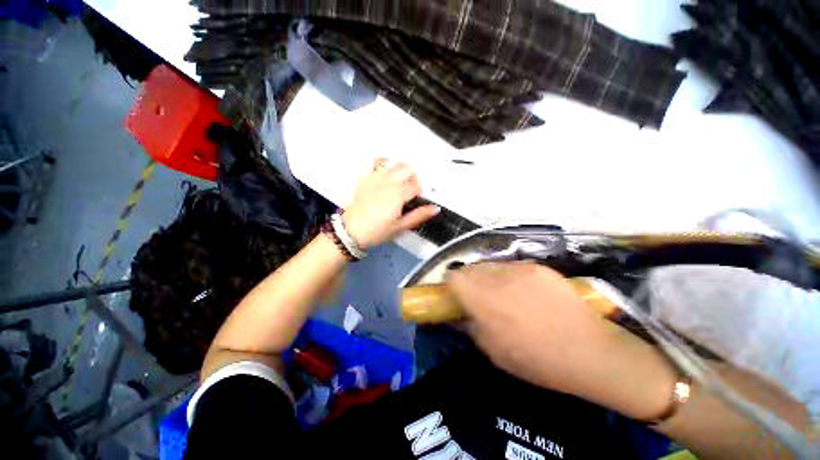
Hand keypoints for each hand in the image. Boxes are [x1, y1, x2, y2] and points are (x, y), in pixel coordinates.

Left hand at [342, 160, 439, 249]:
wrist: (351, 230)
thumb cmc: (377, 231)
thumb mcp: (400, 226)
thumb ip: (419, 215)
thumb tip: (435, 208)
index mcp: (398, 194)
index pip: (416, 185)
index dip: (420, 190)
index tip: (417, 198)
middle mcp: (388, 182)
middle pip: (408, 169)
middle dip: (413, 177)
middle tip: (411, 189)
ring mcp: (375, 178)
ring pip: (394, 163)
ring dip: (401, 168)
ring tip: (401, 179)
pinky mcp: (365, 178)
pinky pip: (376, 163)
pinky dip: (384, 163)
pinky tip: (386, 171)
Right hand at [447, 262, 677, 420]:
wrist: (591, 352)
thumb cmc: (538, 361)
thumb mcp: (494, 352)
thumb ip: (469, 327)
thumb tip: (455, 314)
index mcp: (485, 302)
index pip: (454, 277)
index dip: (450, 284)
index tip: (455, 295)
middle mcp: (499, 279)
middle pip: (470, 267)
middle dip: (468, 280)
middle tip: (477, 295)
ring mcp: (520, 270)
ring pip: (490, 265)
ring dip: (487, 277)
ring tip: (501, 293)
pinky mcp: (538, 267)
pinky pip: (511, 266)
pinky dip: (508, 276)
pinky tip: (522, 291)